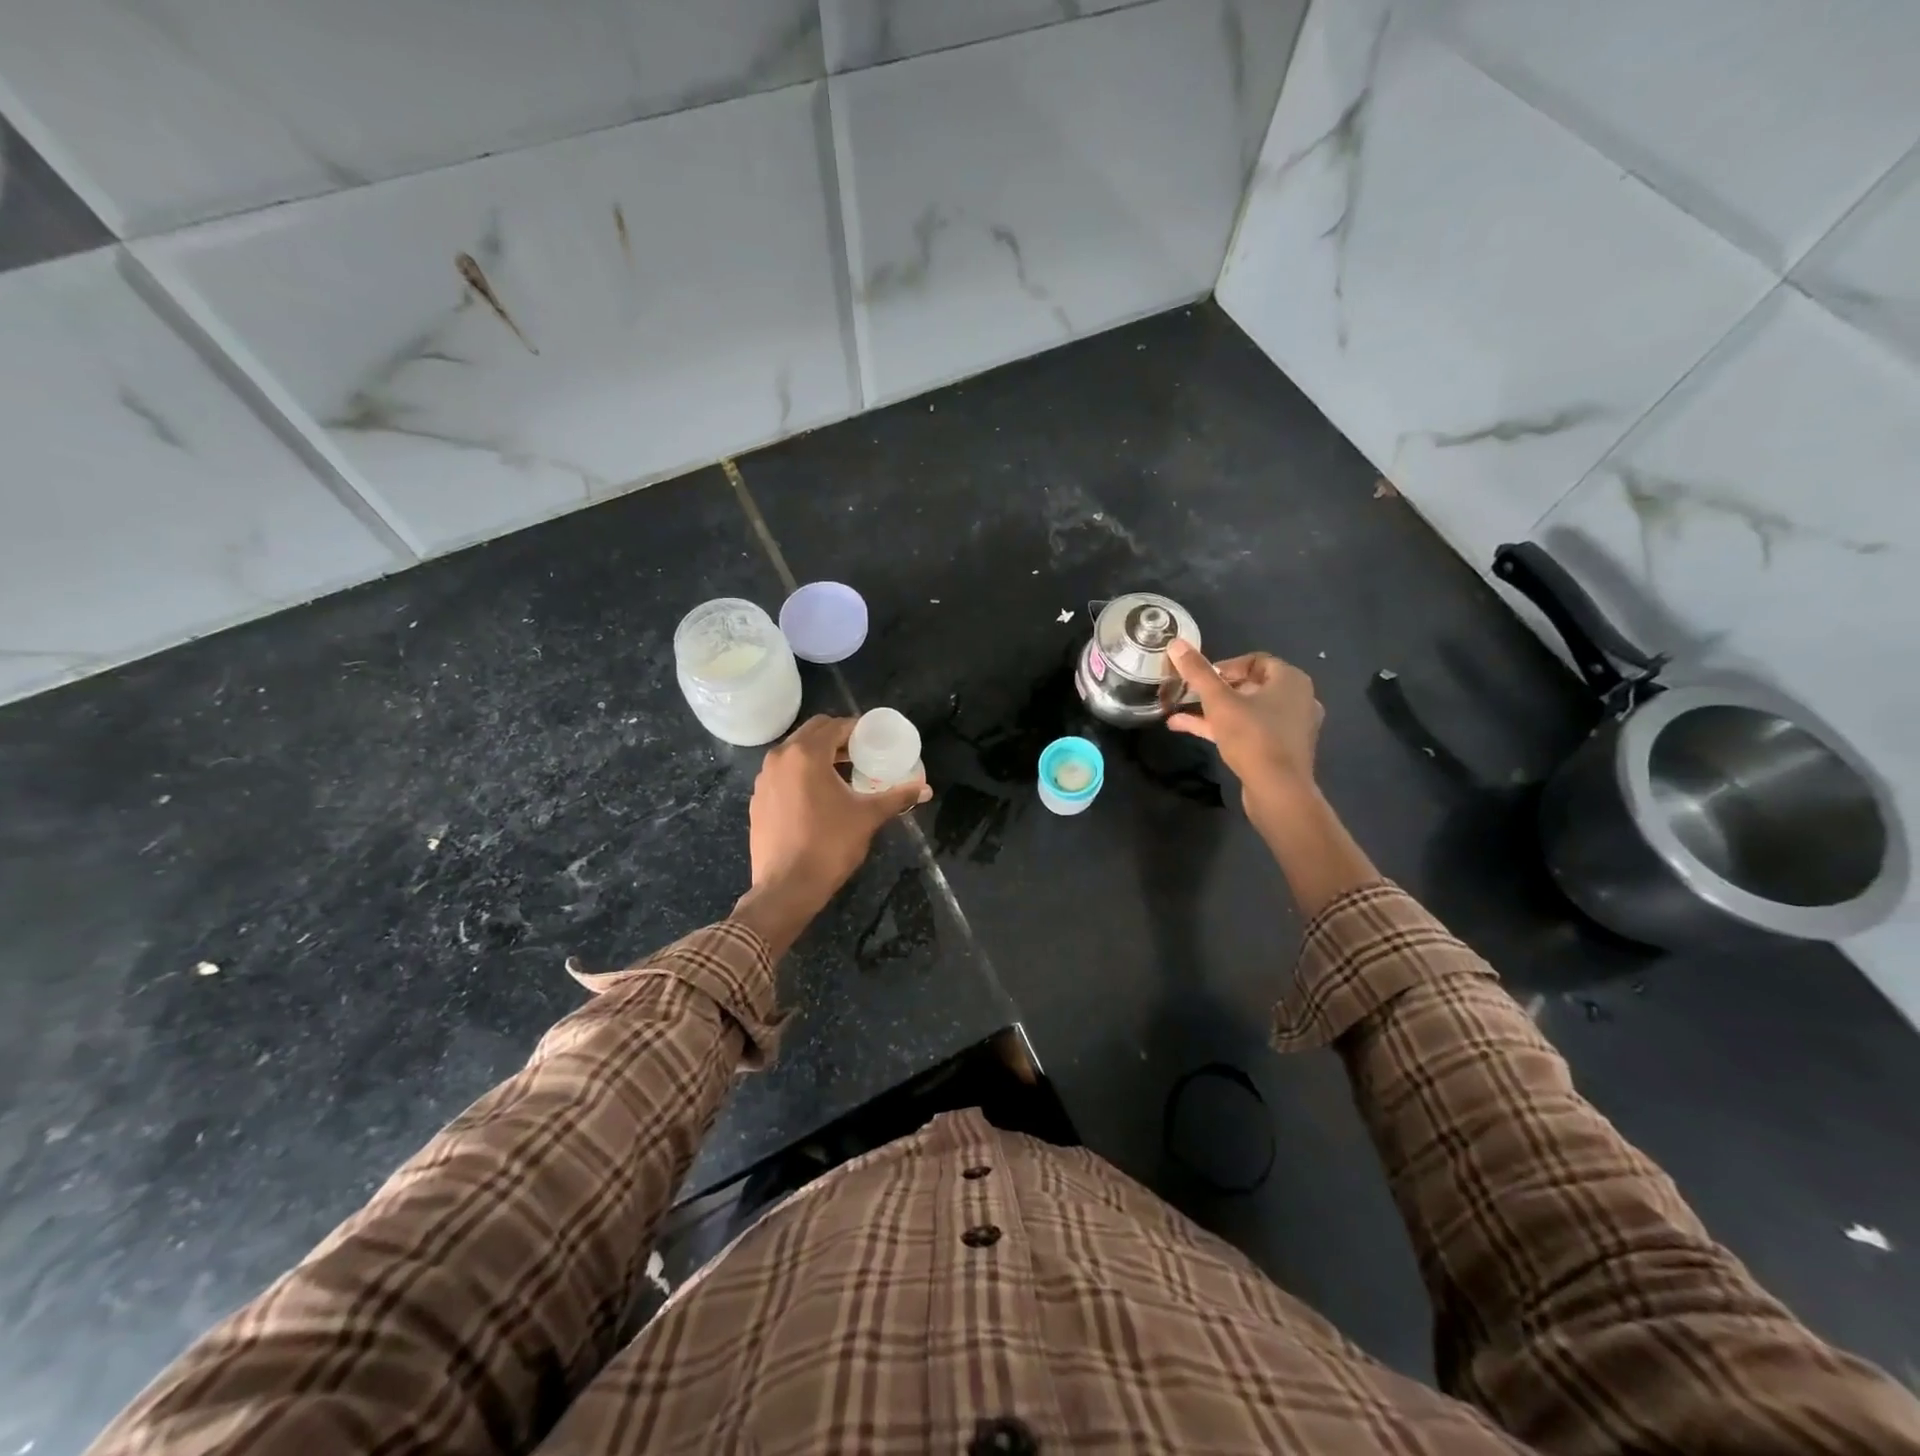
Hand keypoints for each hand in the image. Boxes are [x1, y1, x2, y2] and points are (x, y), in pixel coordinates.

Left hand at [734, 715, 928, 956]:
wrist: (786, 887)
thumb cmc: (829, 845)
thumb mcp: (868, 817)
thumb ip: (897, 797)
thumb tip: (926, 789)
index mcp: (806, 754)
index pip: (835, 726)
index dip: (857, 729)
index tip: (874, 740)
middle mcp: (780, 758)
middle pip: (812, 732)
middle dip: (837, 738)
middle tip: (860, 754)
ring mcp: (764, 778)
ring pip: (794, 751)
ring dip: (818, 754)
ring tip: (841, 773)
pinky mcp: (758, 799)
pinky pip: (782, 773)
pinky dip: (800, 773)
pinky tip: (817, 795)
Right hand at [1165, 640, 1322, 821]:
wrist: (1278, 791)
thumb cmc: (1252, 737)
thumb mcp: (1219, 701)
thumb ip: (1197, 672)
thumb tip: (1176, 643)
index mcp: (1291, 680)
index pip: (1256, 660)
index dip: (1224, 666)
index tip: (1201, 678)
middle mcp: (1297, 699)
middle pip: (1251, 685)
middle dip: (1216, 689)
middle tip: (1192, 694)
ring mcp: (1290, 727)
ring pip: (1248, 710)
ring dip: (1215, 710)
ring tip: (1181, 712)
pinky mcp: (1281, 750)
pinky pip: (1250, 730)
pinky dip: (1224, 727)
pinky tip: (1190, 730)